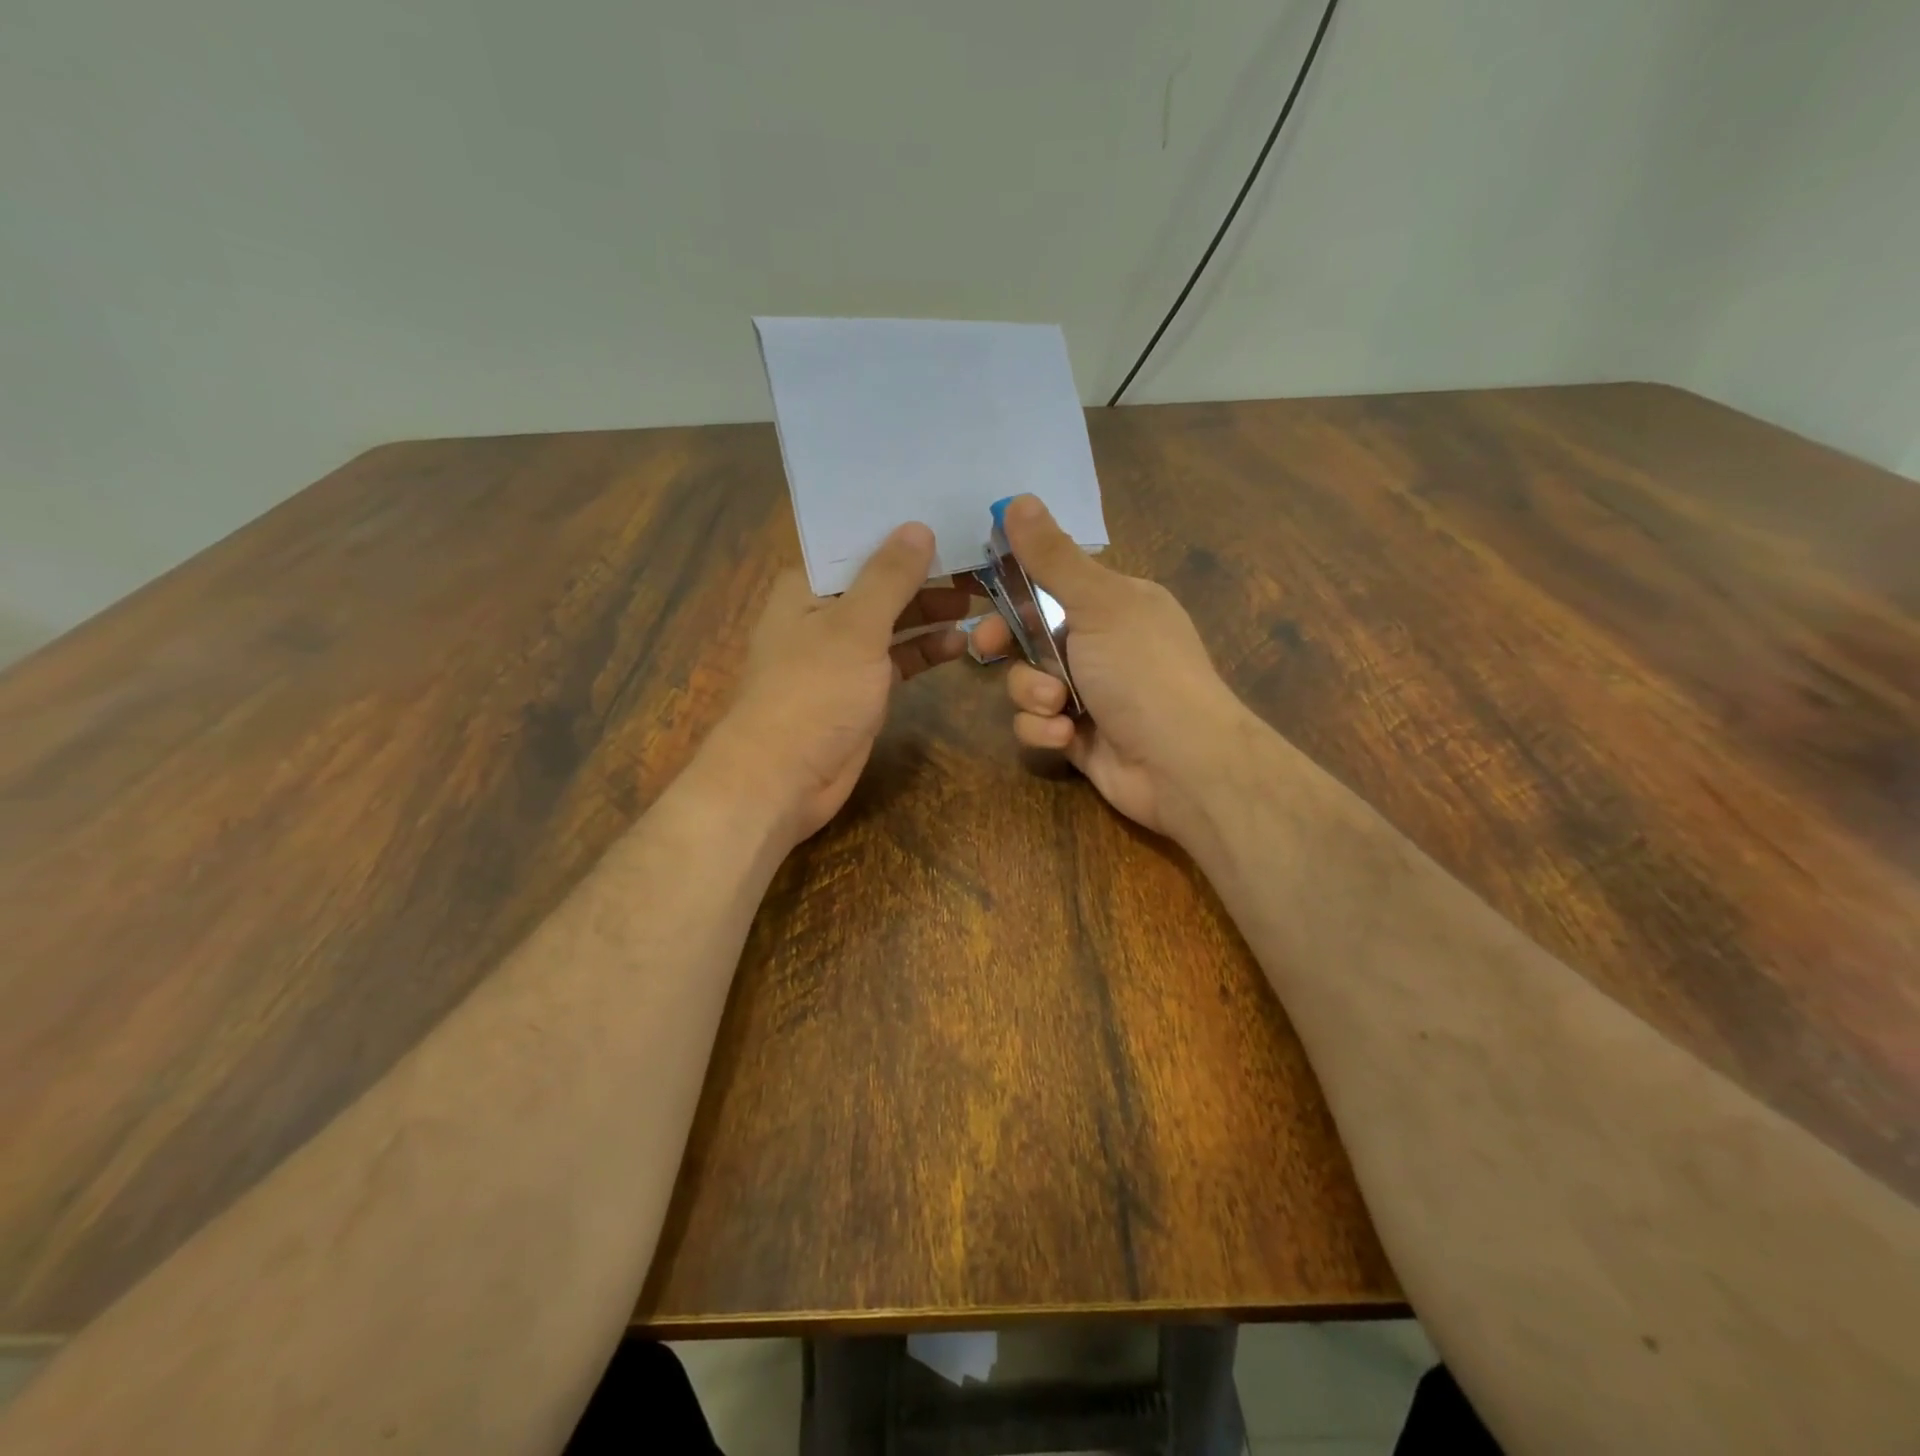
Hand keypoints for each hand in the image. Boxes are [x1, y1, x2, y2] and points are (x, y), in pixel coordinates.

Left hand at [703, 523, 971, 845]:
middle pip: (881, 581)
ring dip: (931, 612)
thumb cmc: (813, 691)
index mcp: (807, 586)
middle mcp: (823, 613)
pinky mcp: (861, 689)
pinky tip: (960, 643)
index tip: (947, 513)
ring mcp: (843, 653)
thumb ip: (889, 577)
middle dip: (925, 573)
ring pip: (893, 621)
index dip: (899, 529)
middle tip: (979, 563)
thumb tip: (918, 527)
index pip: (857, 543)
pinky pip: (898, 659)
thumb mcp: (855, 626)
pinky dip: (925, 650)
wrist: (784, 778)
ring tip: (979, 601)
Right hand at [970, 496, 1252, 839]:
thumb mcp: (1099, 604)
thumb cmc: (1143, 671)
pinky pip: (1036, 723)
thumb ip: (1053, 558)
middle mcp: (1100, 644)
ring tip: (1058, 705)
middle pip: (1028, 633)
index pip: (1051, 581)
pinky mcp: (1076, 735)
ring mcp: (1088, 693)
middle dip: (1005, 642)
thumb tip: (1018, 499)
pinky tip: (1067, 736)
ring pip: (1026, 682)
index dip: (1012, 584)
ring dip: (1033, 693)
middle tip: (984, 647)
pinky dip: (1044, 729)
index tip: (976, 588)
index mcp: (1113, 603)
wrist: (1181, 763)